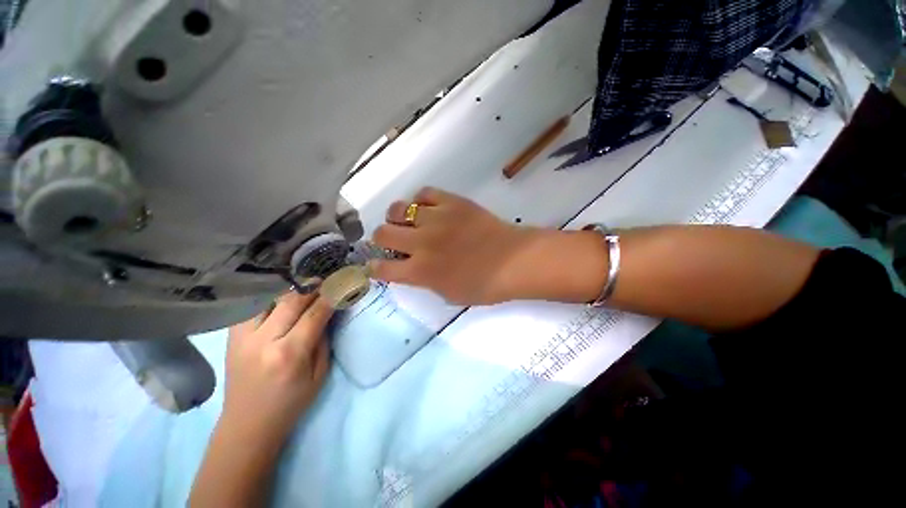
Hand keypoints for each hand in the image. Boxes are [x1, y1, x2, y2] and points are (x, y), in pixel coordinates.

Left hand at [221, 291, 333, 439]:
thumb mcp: (319, 374)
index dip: (330, 297)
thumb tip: (327, 313)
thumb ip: (323, 340)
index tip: (341, 286)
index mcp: (289, 354)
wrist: (247, 424)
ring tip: (306, 286)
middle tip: (325, 281)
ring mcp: (242, 338)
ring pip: (269, 300)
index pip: (314, 314)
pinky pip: (252, 307)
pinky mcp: (231, 338)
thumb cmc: (290, 403)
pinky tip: (281, 297)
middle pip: (291, 301)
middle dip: (312, 288)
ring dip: (291, 290)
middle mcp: (263, 341)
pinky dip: (269, 298)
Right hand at [369, 187, 539, 304]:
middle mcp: (421, 243)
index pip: (382, 268)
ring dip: (399, 218)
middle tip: (394, 240)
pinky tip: (428, 209)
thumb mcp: (449, 294)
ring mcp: (435, 219)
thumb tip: (410, 268)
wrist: (514, 260)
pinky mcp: (451, 202)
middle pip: (382, 233)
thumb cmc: (485, 284)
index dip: (374, 267)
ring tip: (410, 222)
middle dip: (382, 238)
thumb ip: (424, 281)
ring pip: (398, 209)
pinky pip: (423, 193)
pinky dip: (420, 201)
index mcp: (421, 271)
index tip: (376, 264)